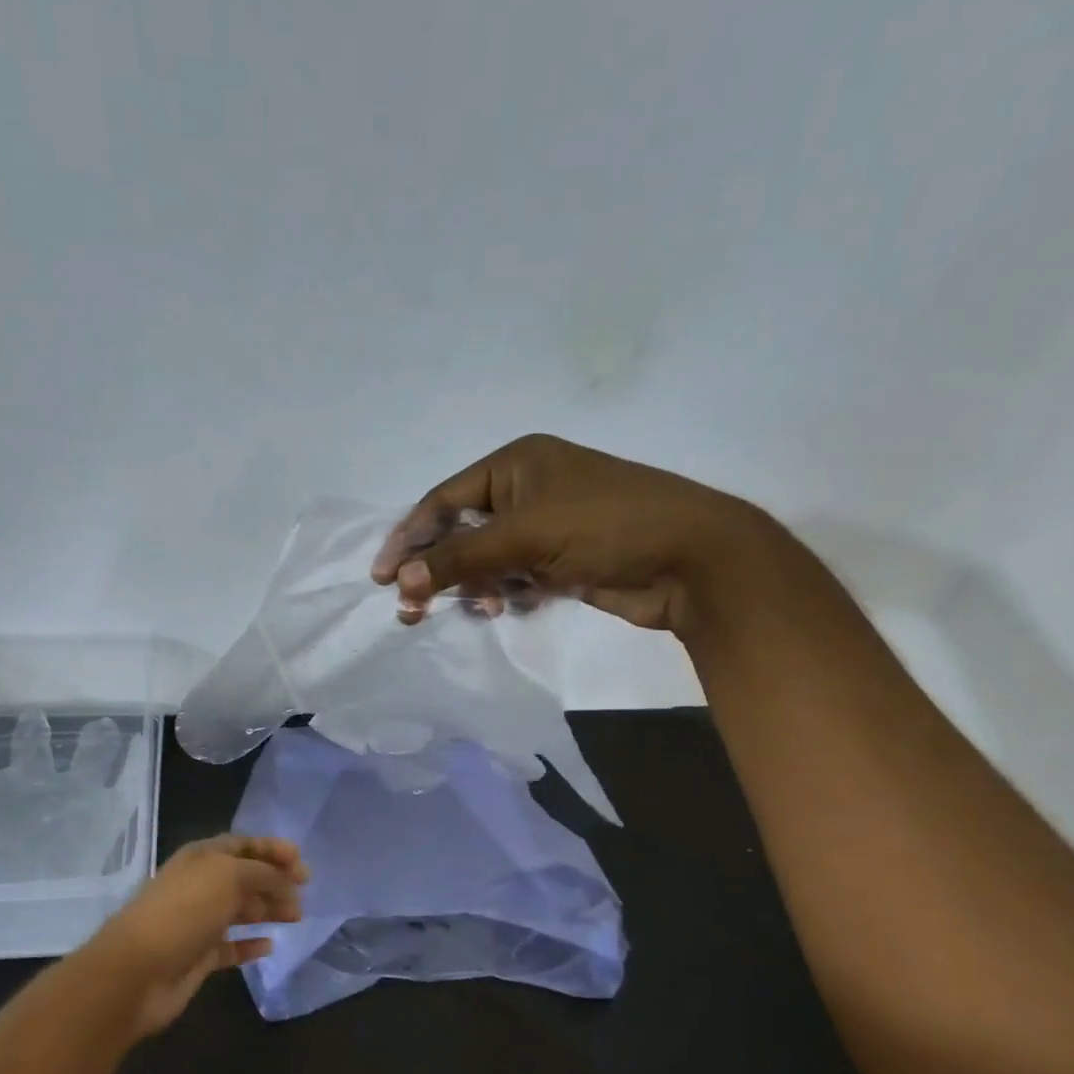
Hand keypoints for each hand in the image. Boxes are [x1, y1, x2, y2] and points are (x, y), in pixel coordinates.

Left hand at [81, 835, 308, 1036]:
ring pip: (240, 910)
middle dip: (276, 881)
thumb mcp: (229, 877)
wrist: (138, 971)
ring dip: (268, 910)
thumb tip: (285, 880)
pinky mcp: (198, 956)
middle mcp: (200, 885)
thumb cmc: (185, 911)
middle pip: (245, 877)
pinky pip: (231, 946)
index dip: (273, 849)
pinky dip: (250, 945)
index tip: (302, 863)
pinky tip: (269, 946)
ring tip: (295, 916)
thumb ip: (263, 873)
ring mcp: (198, 921)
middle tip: (304, 893)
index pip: (243, 845)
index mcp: (202, 857)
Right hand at [371, 432, 765, 636]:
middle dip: (438, 570)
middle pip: (461, 533)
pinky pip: (513, 578)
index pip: (444, 501)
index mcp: (515, 463)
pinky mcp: (561, 561)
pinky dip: (505, 594)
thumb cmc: (605, 526)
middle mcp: (526, 489)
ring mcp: (545, 527)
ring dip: (474, 587)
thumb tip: (399, 584)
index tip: (382, 578)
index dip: (410, 538)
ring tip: (480, 609)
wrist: (691, 560)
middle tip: (410, 609)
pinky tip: (510, 608)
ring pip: (486, 561)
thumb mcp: (524, 537)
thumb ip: (458, 560)